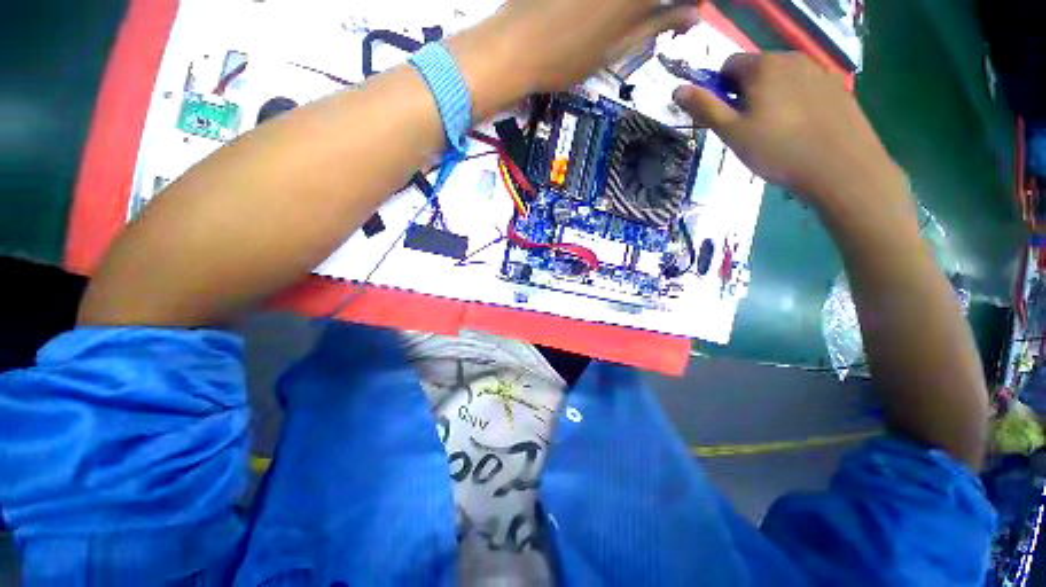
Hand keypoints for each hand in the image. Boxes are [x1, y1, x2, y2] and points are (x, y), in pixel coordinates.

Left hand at [494, 0, 700, 91]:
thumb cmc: (564, 60)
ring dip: (631, 10)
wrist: (513, 47)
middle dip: (664, 4)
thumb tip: (693, 14)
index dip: (687, 3)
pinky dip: (608, 7)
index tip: (686, 11)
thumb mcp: (614, 50)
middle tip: (659, 16)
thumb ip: (656, 24)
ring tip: (619, 21)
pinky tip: (594, 15)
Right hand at [672, 52, 905, 210]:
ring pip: (781, 78)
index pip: (728, 65)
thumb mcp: (732, 132)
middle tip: (749, 127)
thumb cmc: (777, 150)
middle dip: (746, 92)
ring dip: (770, 96)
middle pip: (757, 69)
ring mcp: (819, 70)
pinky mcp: (837, 86)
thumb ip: (705, 108)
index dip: (720, 90)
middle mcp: (792, 57)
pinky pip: (805, 86)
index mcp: (763, 66)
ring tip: (776, 130)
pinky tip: (800, 127)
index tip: (726, 116)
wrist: (840, 167)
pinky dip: (795, 100)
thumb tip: (678, 90)